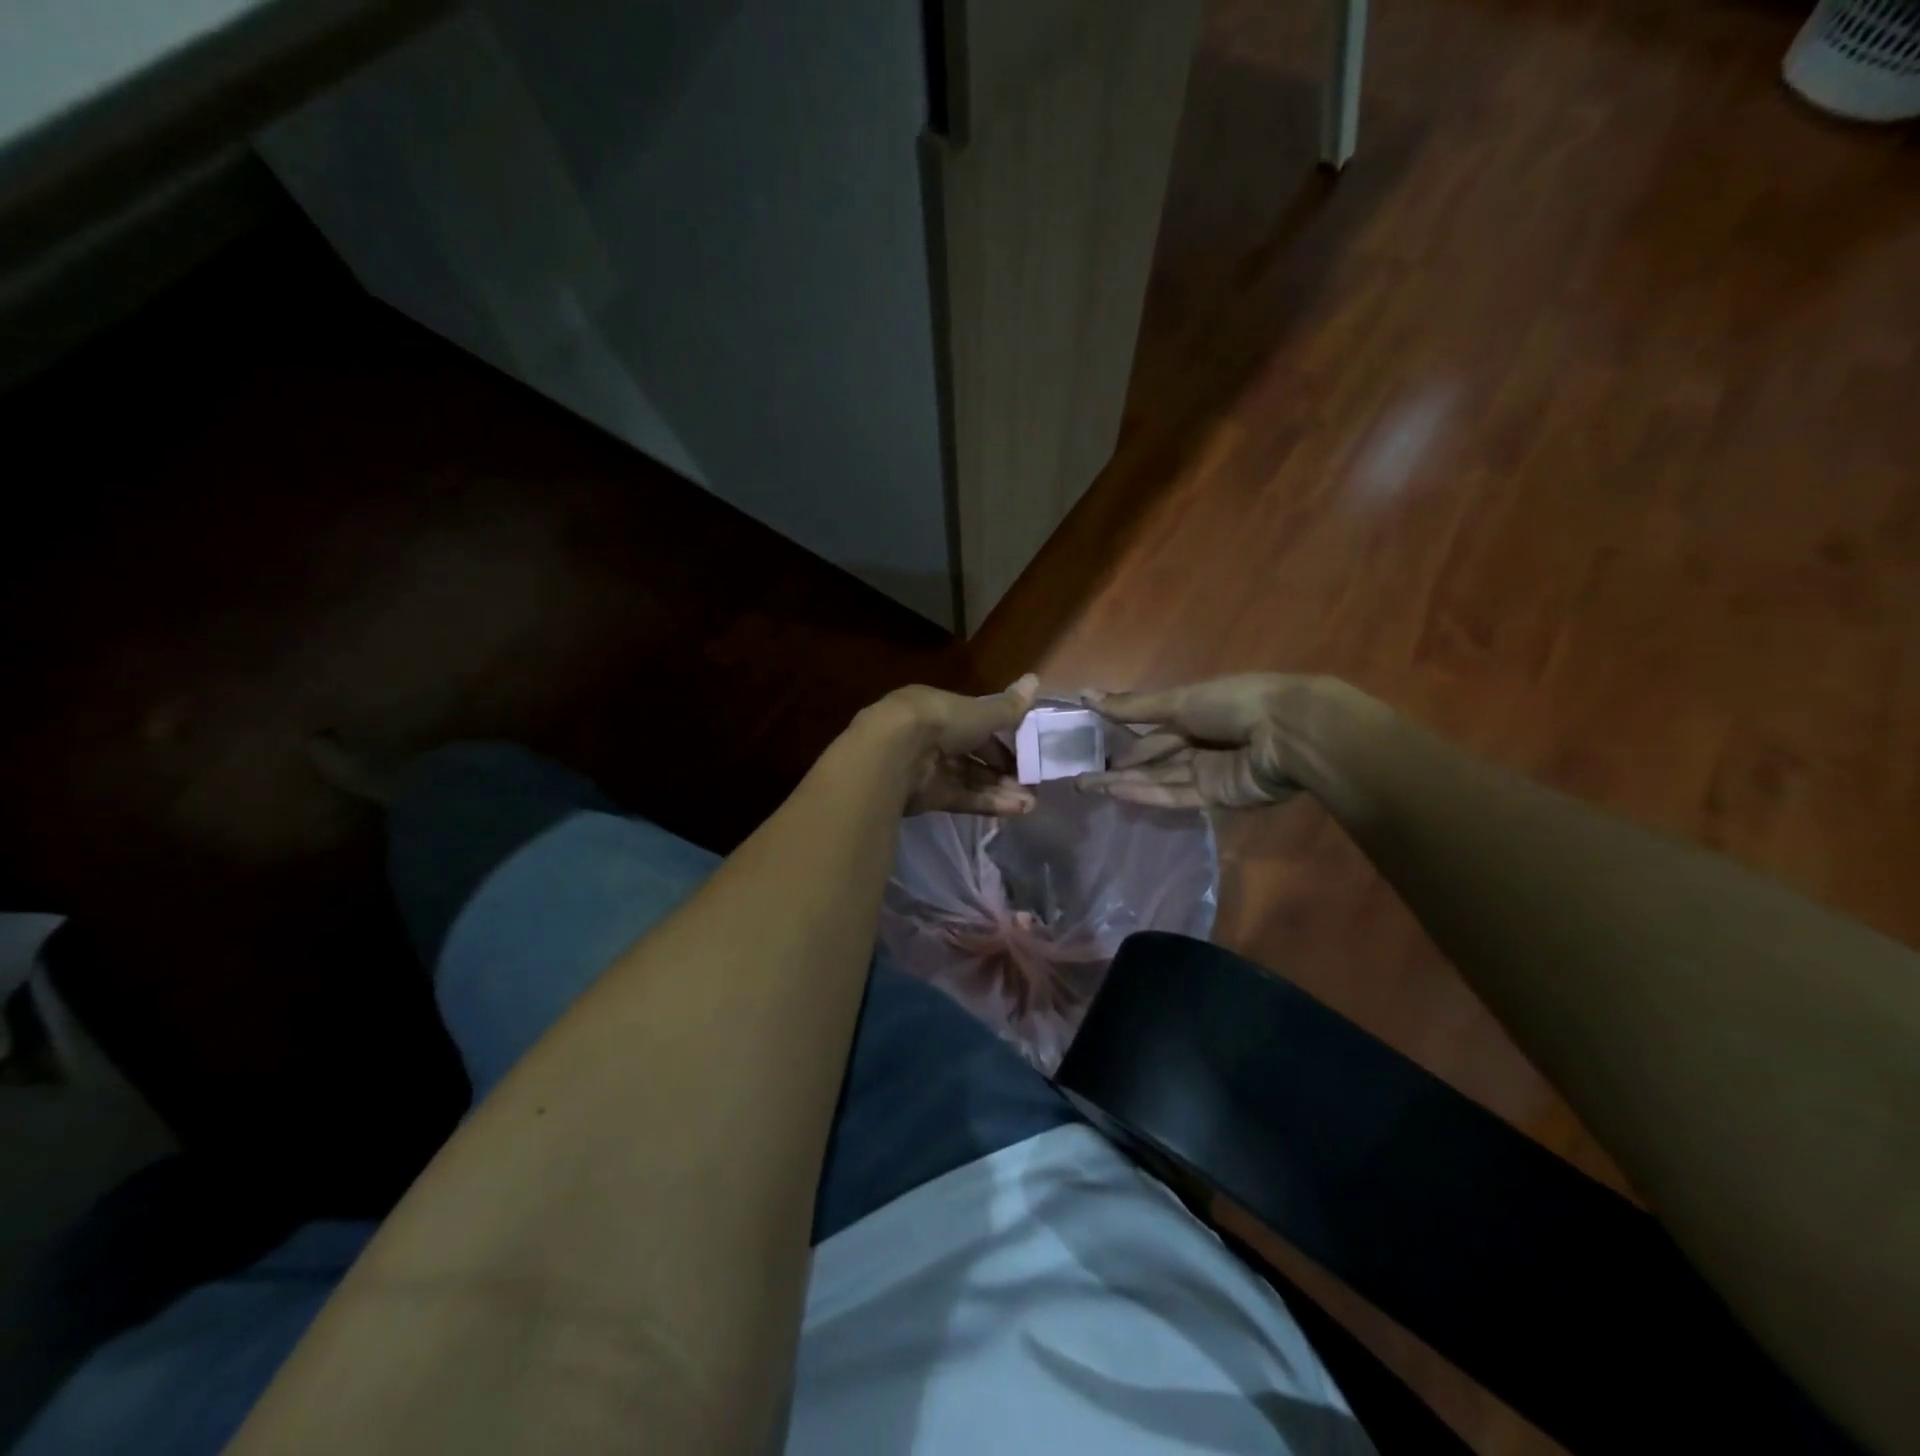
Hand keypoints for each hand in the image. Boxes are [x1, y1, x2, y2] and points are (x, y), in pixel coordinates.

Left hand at [877, 674, 1039, 816]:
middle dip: (1003, 770)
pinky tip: (1015, 810)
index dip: (1001, 738)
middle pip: (973, 755)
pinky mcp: (926, 796)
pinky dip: (987, 803)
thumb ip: (1008, 707)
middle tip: (1031, 783)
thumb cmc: (940, 721)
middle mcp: (932, 738)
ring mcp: (928, 768)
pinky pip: (962, 798)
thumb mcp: (980, 712)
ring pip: (970, 779)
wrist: (895, 753)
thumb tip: (1035, 679)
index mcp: (940, 710)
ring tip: (1030, 803)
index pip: (975, 724)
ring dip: (1000, 790)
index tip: (1026, 751)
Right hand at [1075, 674, 1331, 809]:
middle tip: (1080, 775)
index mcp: (1196, 711)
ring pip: (1159, 778)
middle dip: (1119, 765)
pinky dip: (1147, 794)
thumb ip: (1133, 706)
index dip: (1121, 734)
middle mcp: (1200, 742)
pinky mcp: (1218, 796)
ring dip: (1125, 782)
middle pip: (1153, 756)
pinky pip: (1176, 795)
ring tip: (1088, 787)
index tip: (1089, 743)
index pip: (1151, 726)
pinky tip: (1117, 793)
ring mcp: (1209, 771)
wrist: (1288, 732)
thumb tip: (1085, 694)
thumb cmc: (1233, 703)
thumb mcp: (1178, 700)